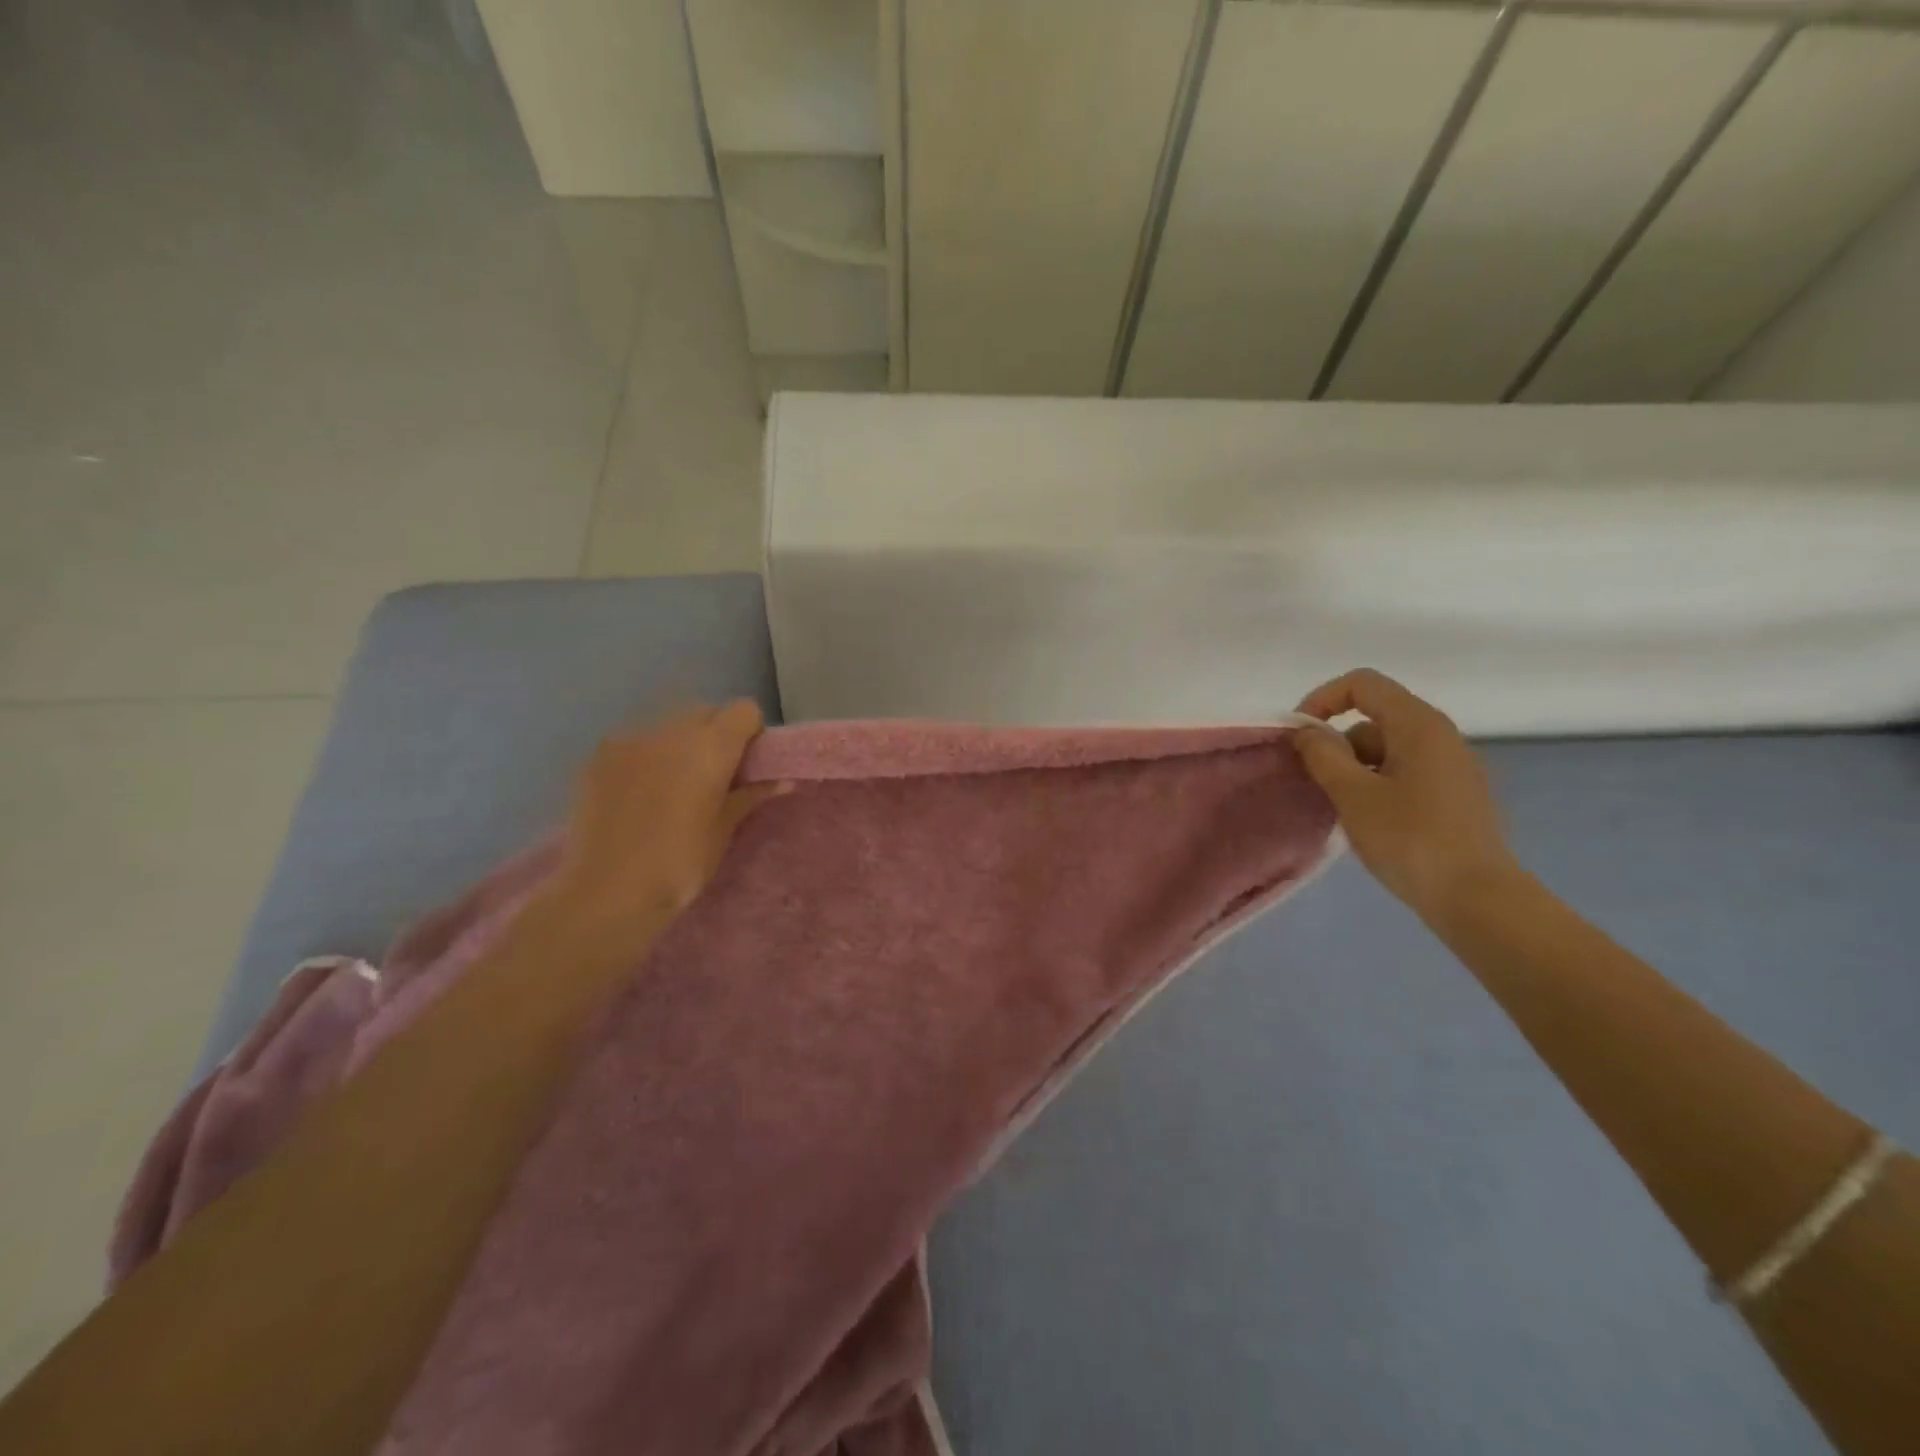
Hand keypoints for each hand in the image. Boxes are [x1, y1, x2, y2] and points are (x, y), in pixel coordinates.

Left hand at [545, 701, 784, 940]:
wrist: (606, 892)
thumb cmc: (680, 863)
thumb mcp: (724, 829)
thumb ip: (752, 795)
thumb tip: (785, 781)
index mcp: (710, 746)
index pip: (744, 710)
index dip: (750, 733)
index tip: (746, 765)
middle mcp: (671, 729)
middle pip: (705, 712)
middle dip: (715, 736)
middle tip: (713, 778)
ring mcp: (630, 739)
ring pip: (667, 726)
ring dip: (678, 745)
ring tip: (671, 788)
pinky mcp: (599, 755)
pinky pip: (635, 742)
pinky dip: (645, 757)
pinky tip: (638, 795)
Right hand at [1293, 669, 1517, 920]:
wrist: (1478, 899)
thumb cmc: (1411, 839)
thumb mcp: (1353, 794)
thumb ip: (1323, 755)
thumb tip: (1307, 732)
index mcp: (1419, 725)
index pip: (1362, 684)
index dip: (1322, 700)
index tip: (1299, 737)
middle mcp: (1440, 735)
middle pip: (1373, 717)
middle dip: (1336, 743)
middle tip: (1316, 782)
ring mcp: (1452, 766)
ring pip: (1386, 749)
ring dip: (1354, 769)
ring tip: (1341, 809)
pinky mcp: (1455, 795)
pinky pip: (1404, 772)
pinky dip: (1377, 784)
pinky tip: (1369, 821)